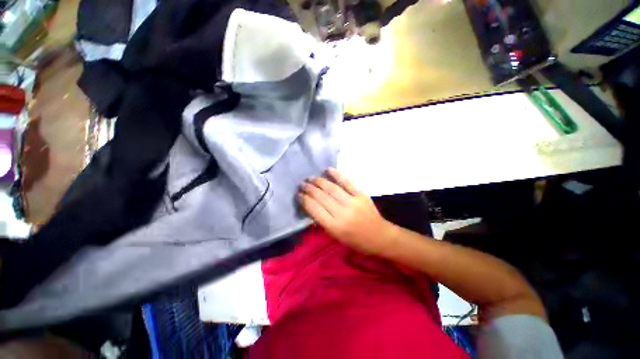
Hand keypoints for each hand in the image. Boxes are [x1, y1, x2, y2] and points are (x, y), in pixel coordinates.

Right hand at [298, 168, 395, 255]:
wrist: (379, 236)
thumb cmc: (356, 240)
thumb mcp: (336, 236)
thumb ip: (323, 221)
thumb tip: (310, 206)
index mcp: (335, 226)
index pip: (315, 209)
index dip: (305, 200)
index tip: (298, 195)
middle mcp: (343, 213)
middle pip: (322, 197)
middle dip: (309, 189)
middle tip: (302, 184)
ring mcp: (353, 202)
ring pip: (332, 188)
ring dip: (319, 181)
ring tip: (311, 178)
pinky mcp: (361, 194)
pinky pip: (347, 182)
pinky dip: (337, 175)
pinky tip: (328, 170)